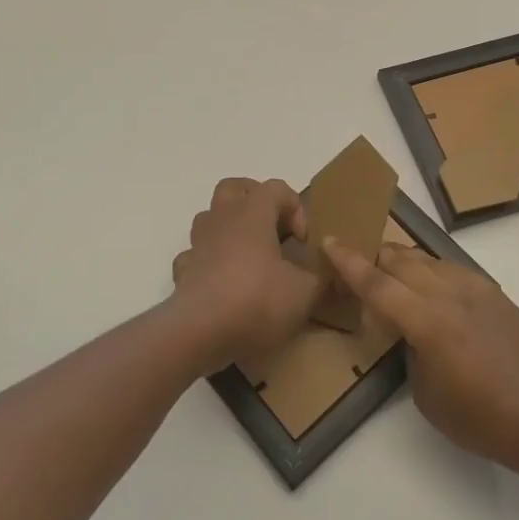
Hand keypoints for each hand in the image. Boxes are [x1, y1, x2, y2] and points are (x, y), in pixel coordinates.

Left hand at [168, 178, 318, 371]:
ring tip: (249, 255)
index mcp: (253, 214)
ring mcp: (198, 244)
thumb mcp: (304, 293)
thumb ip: (322, 280)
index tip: (304, 240)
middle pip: (233, 187)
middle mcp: (222, 219)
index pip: (276, 188)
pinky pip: (195, 255)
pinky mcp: (183, 271)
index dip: (295, 207)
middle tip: (273, 226)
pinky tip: (223, 282)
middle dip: (254, 199)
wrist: (200, 331)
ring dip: (229, 228)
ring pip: (210, 217)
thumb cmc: (256, 300)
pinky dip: (209, 262)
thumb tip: (335, 275)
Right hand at [324, 238, 518, 481]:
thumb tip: (409, 332)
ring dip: (402, 261)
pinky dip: (431, 271)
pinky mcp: (495, 293)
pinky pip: (452, 269)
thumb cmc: (482, 420)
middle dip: (374, 257)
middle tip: (356, 265)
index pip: (377, 284)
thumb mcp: (427, 396)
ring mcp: (476, 289)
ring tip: (389, 273)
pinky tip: (430, 287)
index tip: (329, 241)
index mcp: (428, 322)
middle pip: (400, 260)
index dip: (349, 262)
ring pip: (427, 259)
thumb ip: (409, 351)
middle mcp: (449, 294)